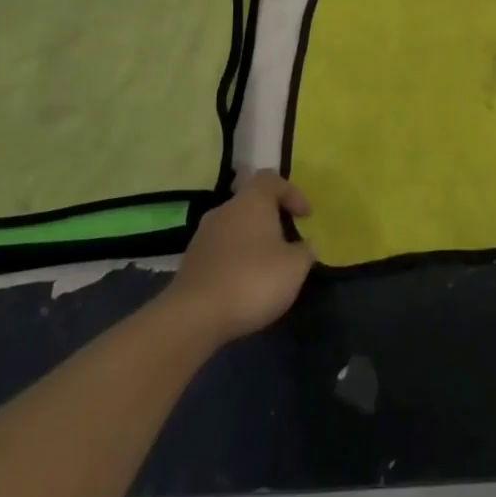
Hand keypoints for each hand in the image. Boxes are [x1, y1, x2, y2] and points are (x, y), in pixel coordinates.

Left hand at [165, 171, 315, 344]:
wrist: (193, 317)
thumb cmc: (252, 280)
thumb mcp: (295, 267)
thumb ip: (305, 251)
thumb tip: (305, 246)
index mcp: (252, 201)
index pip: (271, 179)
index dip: (291, 193)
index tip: (304, 217)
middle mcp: (225, 210)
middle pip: (251, 203)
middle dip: (271, 220)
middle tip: (287, 243)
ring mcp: (202, 236)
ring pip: (234, 228)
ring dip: (251, 242)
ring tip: (266, 268)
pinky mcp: (190, 263)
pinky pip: (220, 252)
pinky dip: (234, 261)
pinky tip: (243, 285)